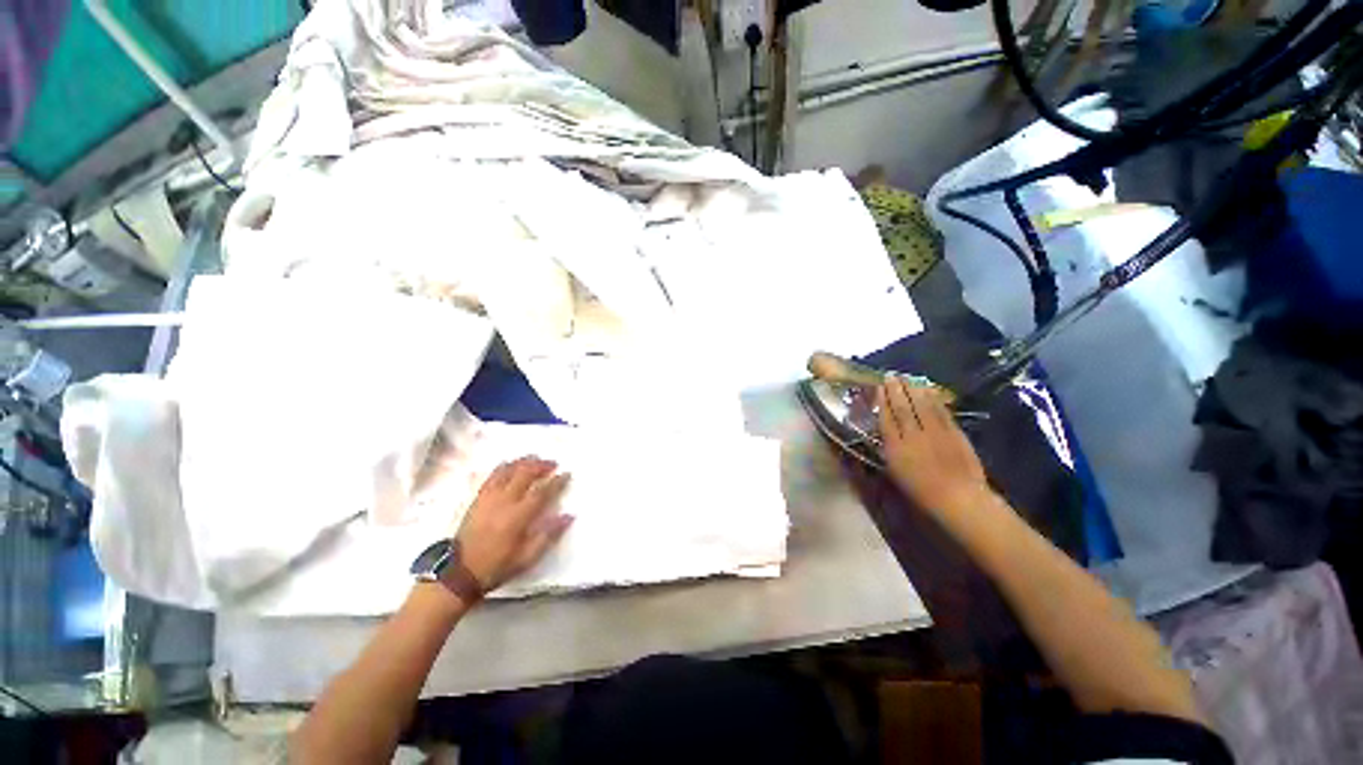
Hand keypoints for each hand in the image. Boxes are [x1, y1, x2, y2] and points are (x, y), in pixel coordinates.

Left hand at [454, 456, 572, 590]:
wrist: (459, 572)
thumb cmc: (497, 566)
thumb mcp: (527, 558)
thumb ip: (548, 535)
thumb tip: (569, 515)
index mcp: (518, 516)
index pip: (542, 491)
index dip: (557, 481)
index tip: (567, 474)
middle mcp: (505, 501)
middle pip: (525, 474)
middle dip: (541, 465)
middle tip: (553, 463)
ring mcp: (489, 498)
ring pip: (508, 471)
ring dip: (523, 462)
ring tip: (534, 458)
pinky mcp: (478, 499)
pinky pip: (492, 476)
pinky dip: (503, 467)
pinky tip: (509, 464)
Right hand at [877, 378, 992, 516]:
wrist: (959, 498)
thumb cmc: (921, 490)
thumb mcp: (895, 472)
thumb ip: (889, 449)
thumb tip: (885, 432)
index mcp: (895, 447)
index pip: (886, 418)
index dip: (882, 401)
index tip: (878, 388)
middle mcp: (913, 435)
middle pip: (902, 407)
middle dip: (895, 390)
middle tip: (890, 376)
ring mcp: (935, 432)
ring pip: (921, 405)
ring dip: (913, 389)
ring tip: (906, 378)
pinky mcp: (953, 432)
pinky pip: (941, 411)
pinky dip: (933, 399)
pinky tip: (928, 390)